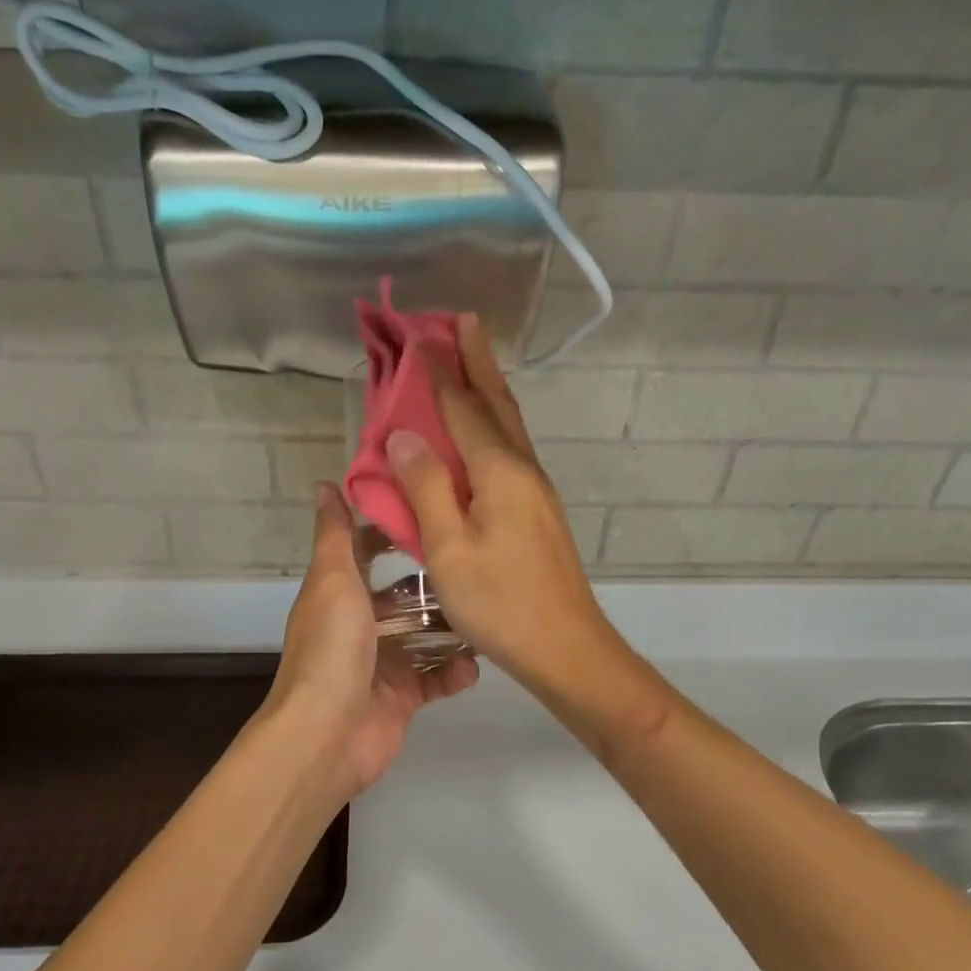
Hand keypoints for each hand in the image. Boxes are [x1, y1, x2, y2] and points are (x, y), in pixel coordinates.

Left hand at [266, 483, 477, 798]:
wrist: (327, 735)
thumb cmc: (331, 649)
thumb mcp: (333, 581)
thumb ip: (334, 534)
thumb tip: (324, 485)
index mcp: (339, 594)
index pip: (365, 551)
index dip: (393, 532)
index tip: (433, 512)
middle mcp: (360, 625)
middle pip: (403, 595)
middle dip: (436, 582)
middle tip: (478, 562)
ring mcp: (383, 663)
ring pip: (425, 636)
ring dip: (453, 627)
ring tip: (488, 610)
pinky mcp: (404, 697)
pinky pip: (437, 678)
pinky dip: (456, 671)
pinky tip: (475, 663)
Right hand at [386, 315, 616, 692]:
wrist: (566, 647)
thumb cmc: (501, 602)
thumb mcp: (449, 549)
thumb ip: (426, 488)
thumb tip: (404, 434)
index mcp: (499, 472)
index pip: (463, 407)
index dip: (440, 371)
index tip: (421, 333)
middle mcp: (523, 470)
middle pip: (498, 404)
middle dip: (478, 361)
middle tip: (461, 322)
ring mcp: (536, 492)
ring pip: (508, 426)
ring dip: (488, 389)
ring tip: (470, 362)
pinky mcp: (537, 512)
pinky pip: (509, 452)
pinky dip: (491, 426)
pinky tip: (482, 435)